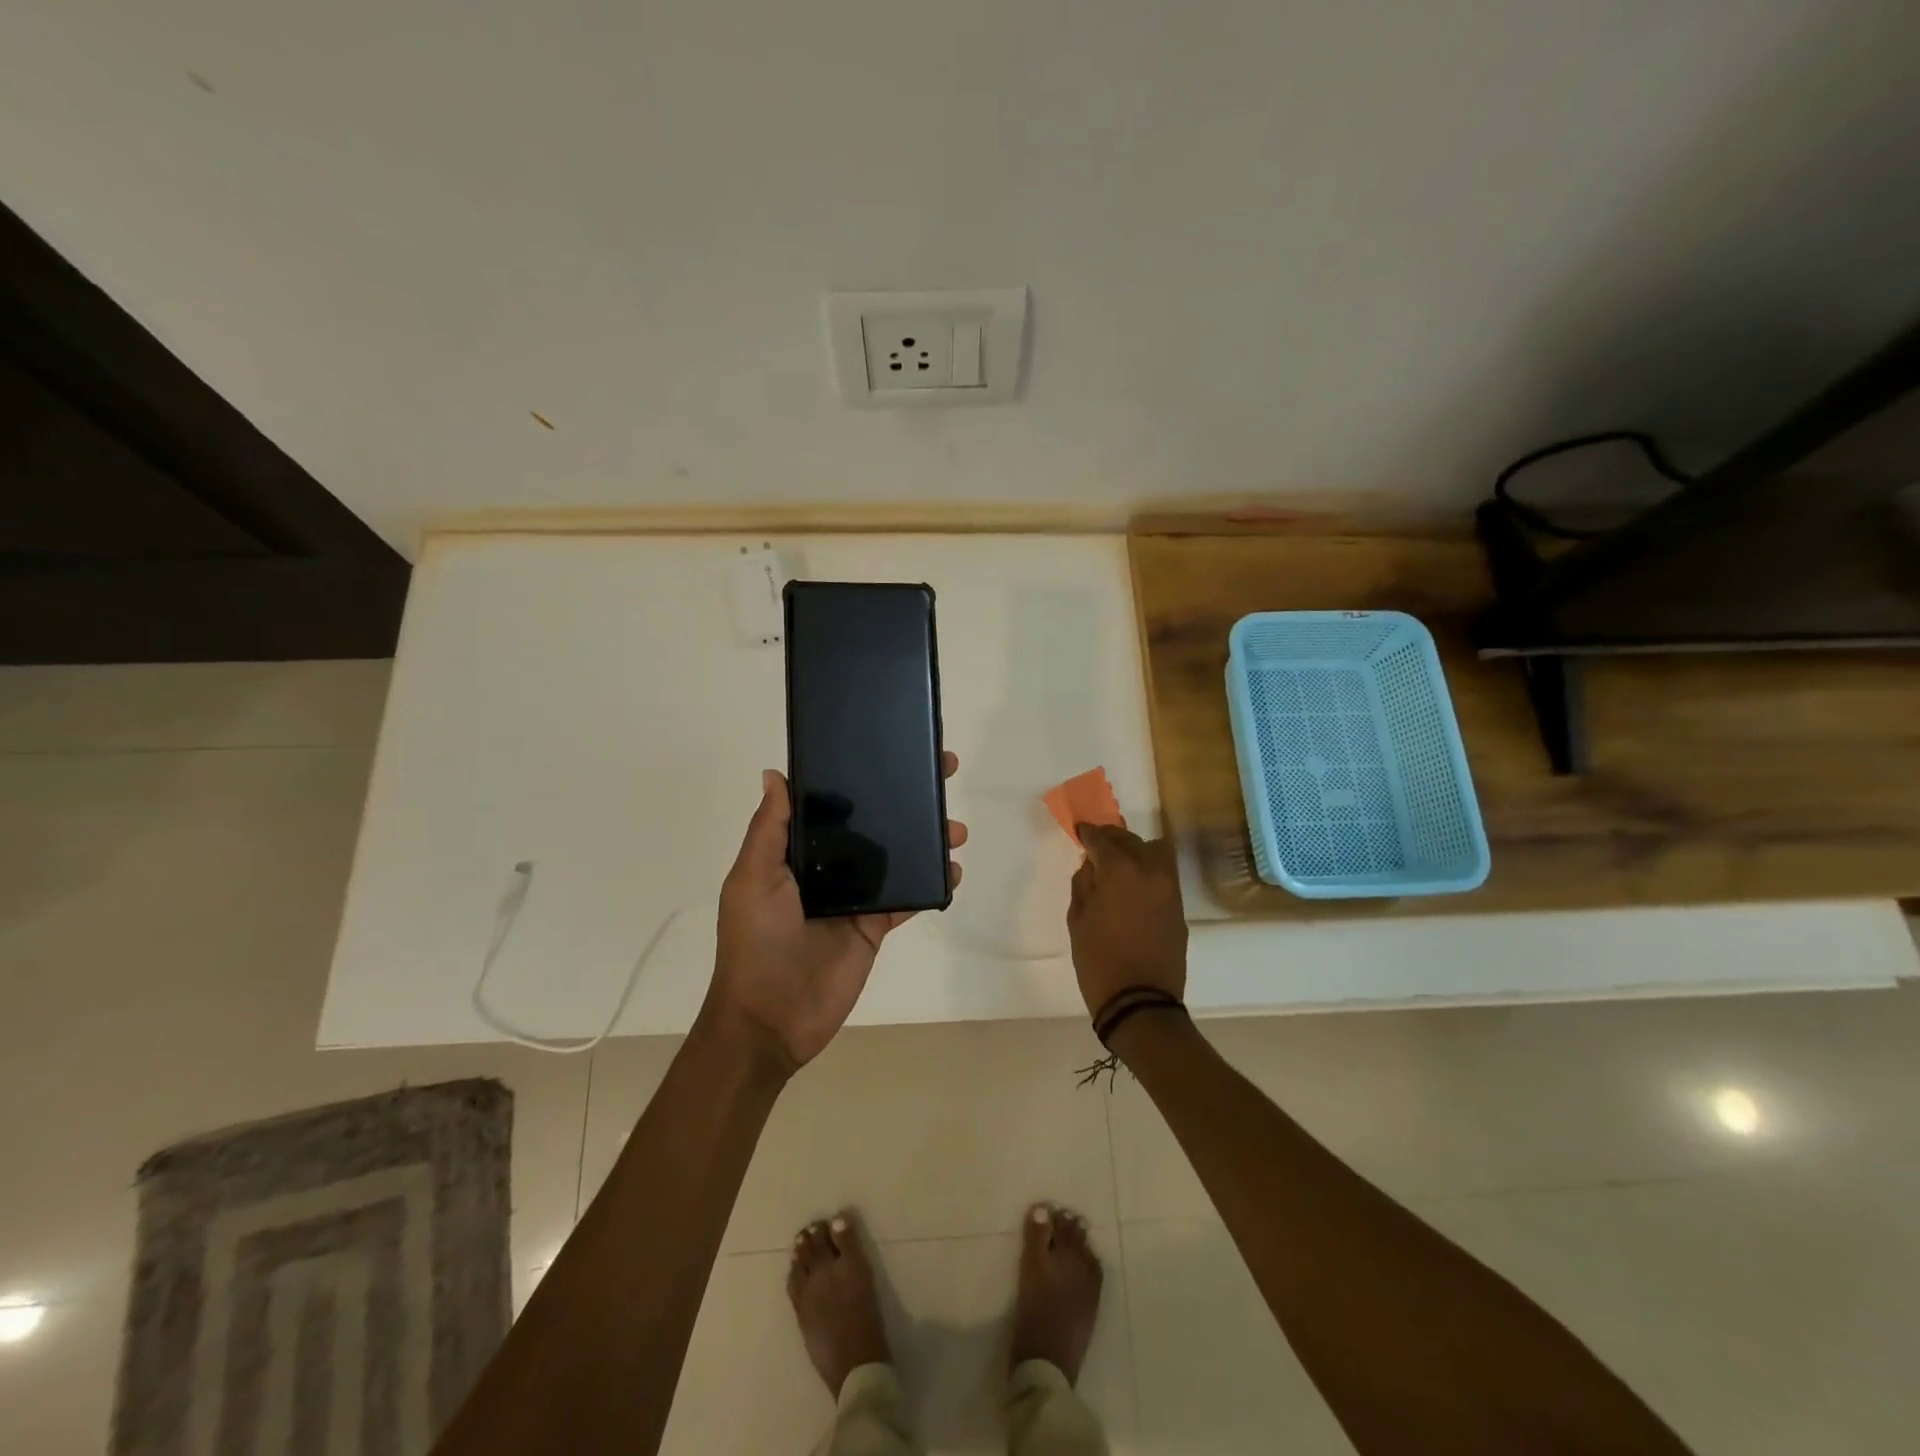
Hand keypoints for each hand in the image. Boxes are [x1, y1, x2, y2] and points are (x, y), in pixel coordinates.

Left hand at [706, 754, 965, 1071]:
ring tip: (954, 828)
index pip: (831, 804)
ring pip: (897, 858)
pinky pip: (908, 899)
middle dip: (904, 799)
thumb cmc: (756, 942)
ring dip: (926, 839)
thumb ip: (770, 829)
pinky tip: (952, 870)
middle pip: (872, 824)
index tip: (888, 749)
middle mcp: (828, 868)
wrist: (771, 1019)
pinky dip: (931, 884)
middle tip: (940, 774)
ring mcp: (855, 897)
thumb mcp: (752, 879)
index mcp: (795, 852)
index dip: (857, 777)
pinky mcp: (876, 926)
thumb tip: (775, 774)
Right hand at [1067, 823, 1186, 1016]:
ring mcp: (1169, 889)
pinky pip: (1163, 875)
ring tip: (1119, 864)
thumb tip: (1091, 864)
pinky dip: (1148, 871)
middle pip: (1131, 840)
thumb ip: (1083, 884)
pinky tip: (1133, 886)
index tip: (1079, 832)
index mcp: (1121, 871)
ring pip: (1155, 852)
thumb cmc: (1099, 961)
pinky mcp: (1179, 907)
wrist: (1140, 1002)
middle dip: (1112, 839)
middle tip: (1097, 847)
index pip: (1102, 839)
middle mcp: (1150, 871)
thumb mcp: (1078, 920)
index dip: (1088, 833)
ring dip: (1135, 851)